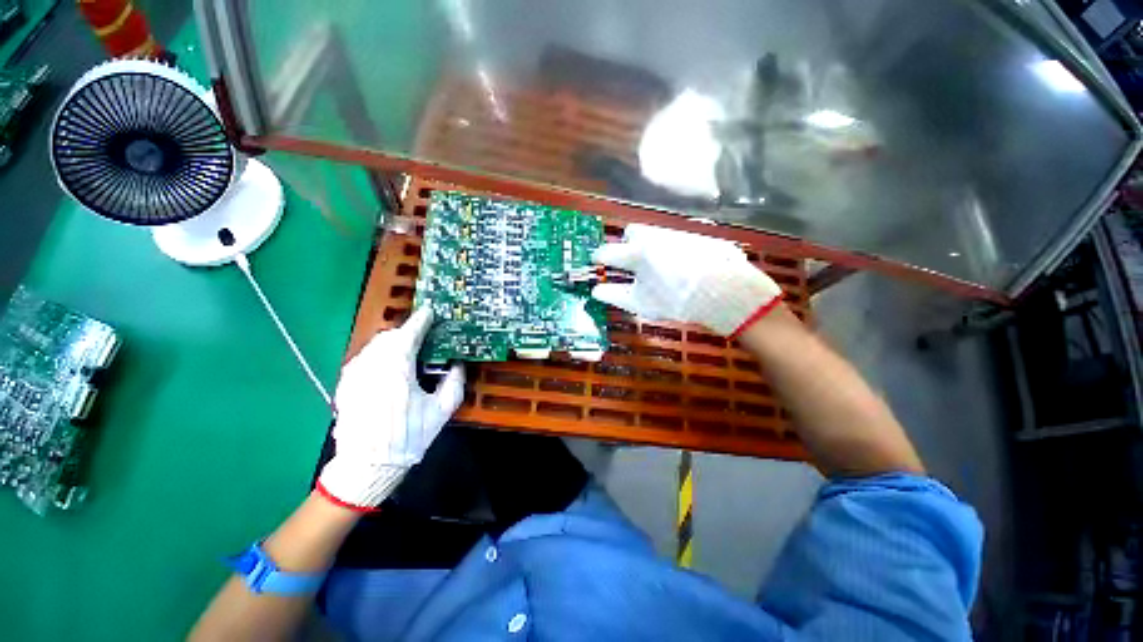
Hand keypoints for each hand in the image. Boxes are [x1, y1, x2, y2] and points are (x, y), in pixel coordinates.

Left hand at [316, 308, 464, 510]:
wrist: (367, 466)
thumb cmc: (408, 437)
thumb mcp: (441, 411)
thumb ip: (454, 382)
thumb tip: (457, 364)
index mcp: (397, 370)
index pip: (409, 334)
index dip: (421, 320)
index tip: (429, 312)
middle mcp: (372, 366)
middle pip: (389, 336)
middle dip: (406, 332)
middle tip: (422, 337)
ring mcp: (354, 375)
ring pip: (374, 346)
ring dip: (392, 343)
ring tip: (406, 352)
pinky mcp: (345, 385)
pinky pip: (363, 359)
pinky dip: (378, 355)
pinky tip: (387, 368)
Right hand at [591, 224, 783, 336]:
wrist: (726, 292)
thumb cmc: (677, 301)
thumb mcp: (643, 304)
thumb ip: (615, 295)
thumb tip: (596, 291)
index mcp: (637, 252)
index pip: (608, 251)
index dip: (599, 258)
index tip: (597, 262)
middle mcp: (655, 236)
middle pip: (631, 232)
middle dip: (627, 244)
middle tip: (632, 263)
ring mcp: (677, 233)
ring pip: (654, 234)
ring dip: (649, 246)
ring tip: (659, 268)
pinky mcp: (696, 236)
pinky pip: (674, 239)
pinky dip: (670, 249)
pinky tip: (681, 266)